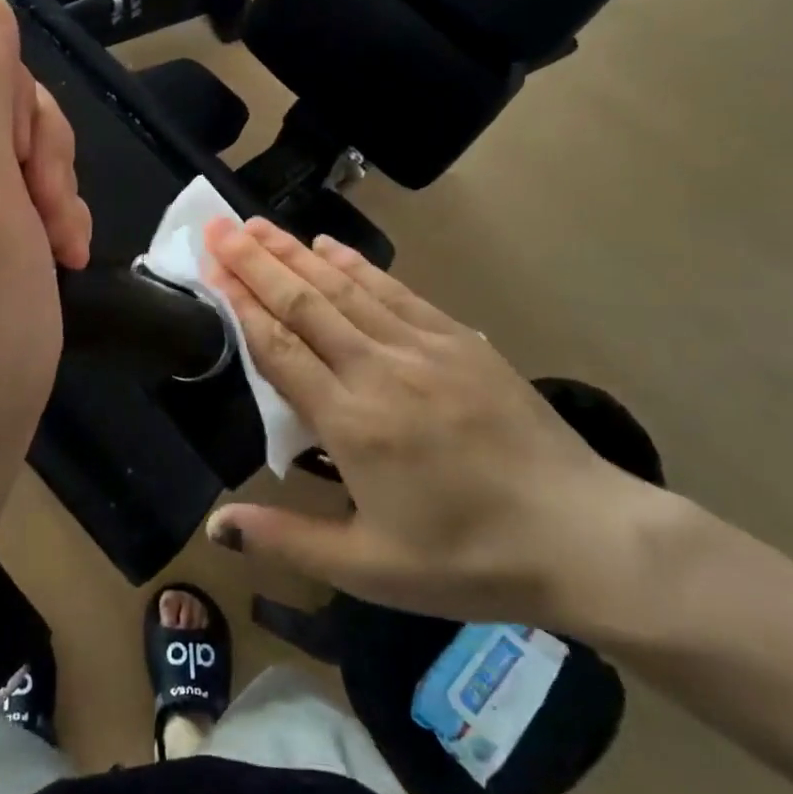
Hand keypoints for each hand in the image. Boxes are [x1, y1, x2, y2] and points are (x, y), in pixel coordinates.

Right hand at [202, 218, 661, 629]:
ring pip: (346, 288)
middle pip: (305, 304)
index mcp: (352, 422)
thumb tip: (216, 525)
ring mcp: (422, 348)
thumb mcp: (370, 568)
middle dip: (257, 262)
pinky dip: (357, 265)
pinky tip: (331, 245)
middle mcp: (380, 370)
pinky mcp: (458, 340)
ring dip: (297, 253)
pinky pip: (395, 291)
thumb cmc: (467, 558)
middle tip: (220, 226)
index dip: (240, 303)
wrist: (581, 535)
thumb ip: (287, 540)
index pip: (280, 348)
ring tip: (259, 225)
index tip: (211, 265)